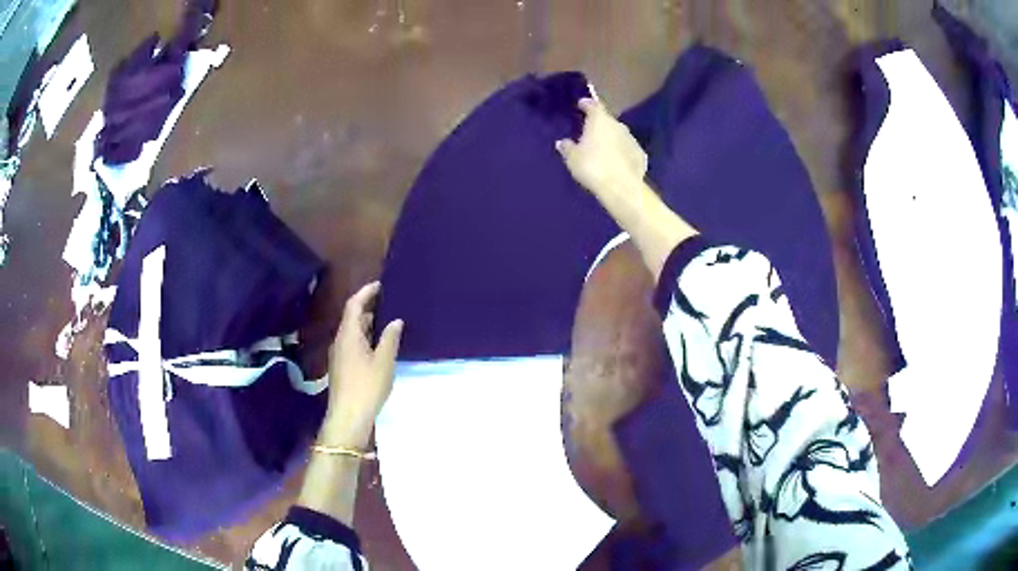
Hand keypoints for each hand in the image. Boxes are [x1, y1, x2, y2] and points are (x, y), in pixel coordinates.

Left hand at [321, 281, 403, 447]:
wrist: (348, 416)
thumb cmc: (367, 386)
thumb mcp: (384, 362)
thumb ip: (390, 339)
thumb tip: (395, 321)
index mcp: (348, 335)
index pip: (354, 305)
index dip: (365, 293)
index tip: (380, 285)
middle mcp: (340, 341)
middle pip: (351, 318)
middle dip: (368, 308)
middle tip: (388, 303)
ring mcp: (338, 355)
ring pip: (352, 332)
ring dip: (367, 325)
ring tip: (387, 323)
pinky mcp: (341, 367)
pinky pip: (352, 344)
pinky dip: (364, 338)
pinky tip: (378, 346)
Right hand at [556, 95, 647, 196]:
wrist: (621, 187)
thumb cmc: (592, 166)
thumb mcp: (573, 158)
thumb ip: (567, 147)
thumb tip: (562, 142)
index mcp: (600, 121)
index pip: (593, 106)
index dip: (587, 104)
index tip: (582, 104)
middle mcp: (618, 125)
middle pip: (607, 120)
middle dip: (599, 124)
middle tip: (590, 131)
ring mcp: (632, 139)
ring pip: (619, 135)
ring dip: (611, 139)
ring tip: (602, 148)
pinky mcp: (641, 155)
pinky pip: (627, 150)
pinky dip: (621, 152)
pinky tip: (616, 162)